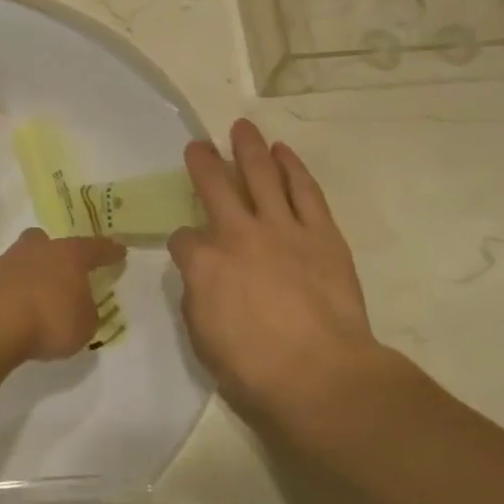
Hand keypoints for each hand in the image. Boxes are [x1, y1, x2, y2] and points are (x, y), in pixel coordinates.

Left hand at [0, 228, 126, 365]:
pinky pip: (2, 281)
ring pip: (21, 259)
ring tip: (33, 298)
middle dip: (54, 252)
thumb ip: (85, 311)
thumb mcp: (84, 325)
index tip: (119, 251)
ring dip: (28, 274)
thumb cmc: (48, 320)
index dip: (108, 251)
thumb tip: (78, 305)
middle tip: (60, 269)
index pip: (94, 248)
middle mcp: (36, 250)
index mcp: (68, 256)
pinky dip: (8, 292)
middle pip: (47, 241)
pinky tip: (11, 310)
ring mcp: (5, 261)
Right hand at [169, 119, 393, 431]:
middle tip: (197, 145)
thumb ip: (197, 296)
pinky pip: (304, 190)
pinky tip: (282, 152)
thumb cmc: (253, 368)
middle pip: (214, 186)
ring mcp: (281, 229)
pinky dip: (292, 168)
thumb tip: (202, 276)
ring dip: (249, 148)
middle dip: (202, 163)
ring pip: (261, 175)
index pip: (183, 239)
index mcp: (203, 263)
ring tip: (241, 128)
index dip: (183, 242)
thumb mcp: (202, 336)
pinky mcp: (321, 233)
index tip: (188, 251)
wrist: (321, 375)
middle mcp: (237, 234)